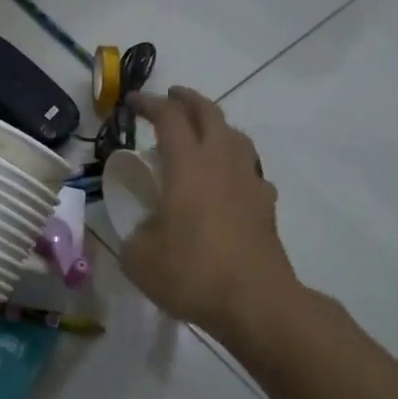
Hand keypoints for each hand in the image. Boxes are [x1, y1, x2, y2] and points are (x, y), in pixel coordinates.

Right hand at [121, 87, 298, 339]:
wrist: (254, 301)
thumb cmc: (191, 273)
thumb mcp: (139, 257)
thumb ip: (134, 233)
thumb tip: (144, 228)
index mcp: (187, 166)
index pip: (168, 118)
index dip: (149, 104)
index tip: (132, 101)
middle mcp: (221, 163)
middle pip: (209, 114)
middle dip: (188, 99)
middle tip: (171, 97)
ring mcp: (249, 182)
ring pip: (236, 136)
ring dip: (216, 125)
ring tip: (202, 133)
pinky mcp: (265, 205)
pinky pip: (250, 170)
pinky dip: (235, 164)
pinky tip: (228, 181)